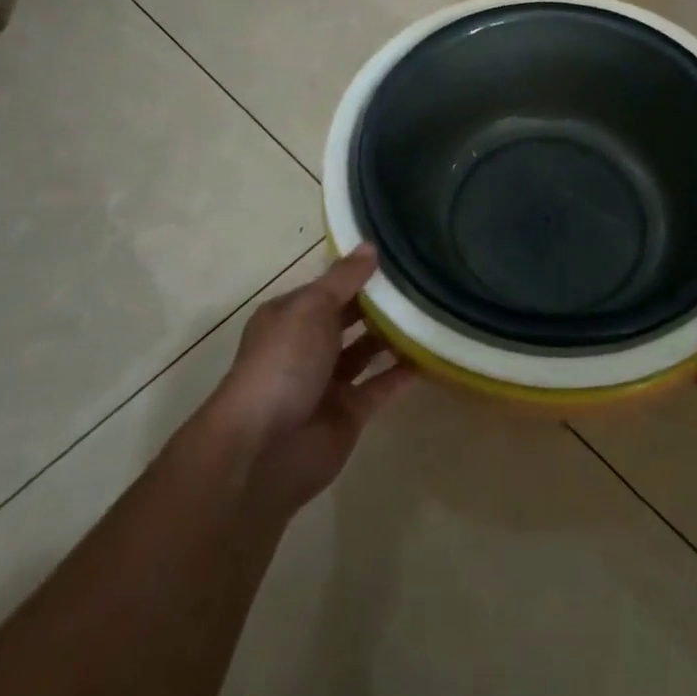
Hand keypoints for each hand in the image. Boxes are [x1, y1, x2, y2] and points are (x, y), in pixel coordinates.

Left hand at [207, 249, 410, 515]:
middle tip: (423, 279)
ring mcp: (328, 382)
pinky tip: (431, 352)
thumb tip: (371, 246)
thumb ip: (344, 278)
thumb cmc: (283, 363)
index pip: (329, 287)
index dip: (358, 272)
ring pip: (366, 350)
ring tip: (432, 309)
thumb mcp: (312, 307)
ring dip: (393, 334)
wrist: (264, 449)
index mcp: (290, 316)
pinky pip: (381, 385)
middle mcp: (307, 346)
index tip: (398, 255)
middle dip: (379, 302)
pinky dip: (402, 371)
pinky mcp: (349, 413)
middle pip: (349, 317)